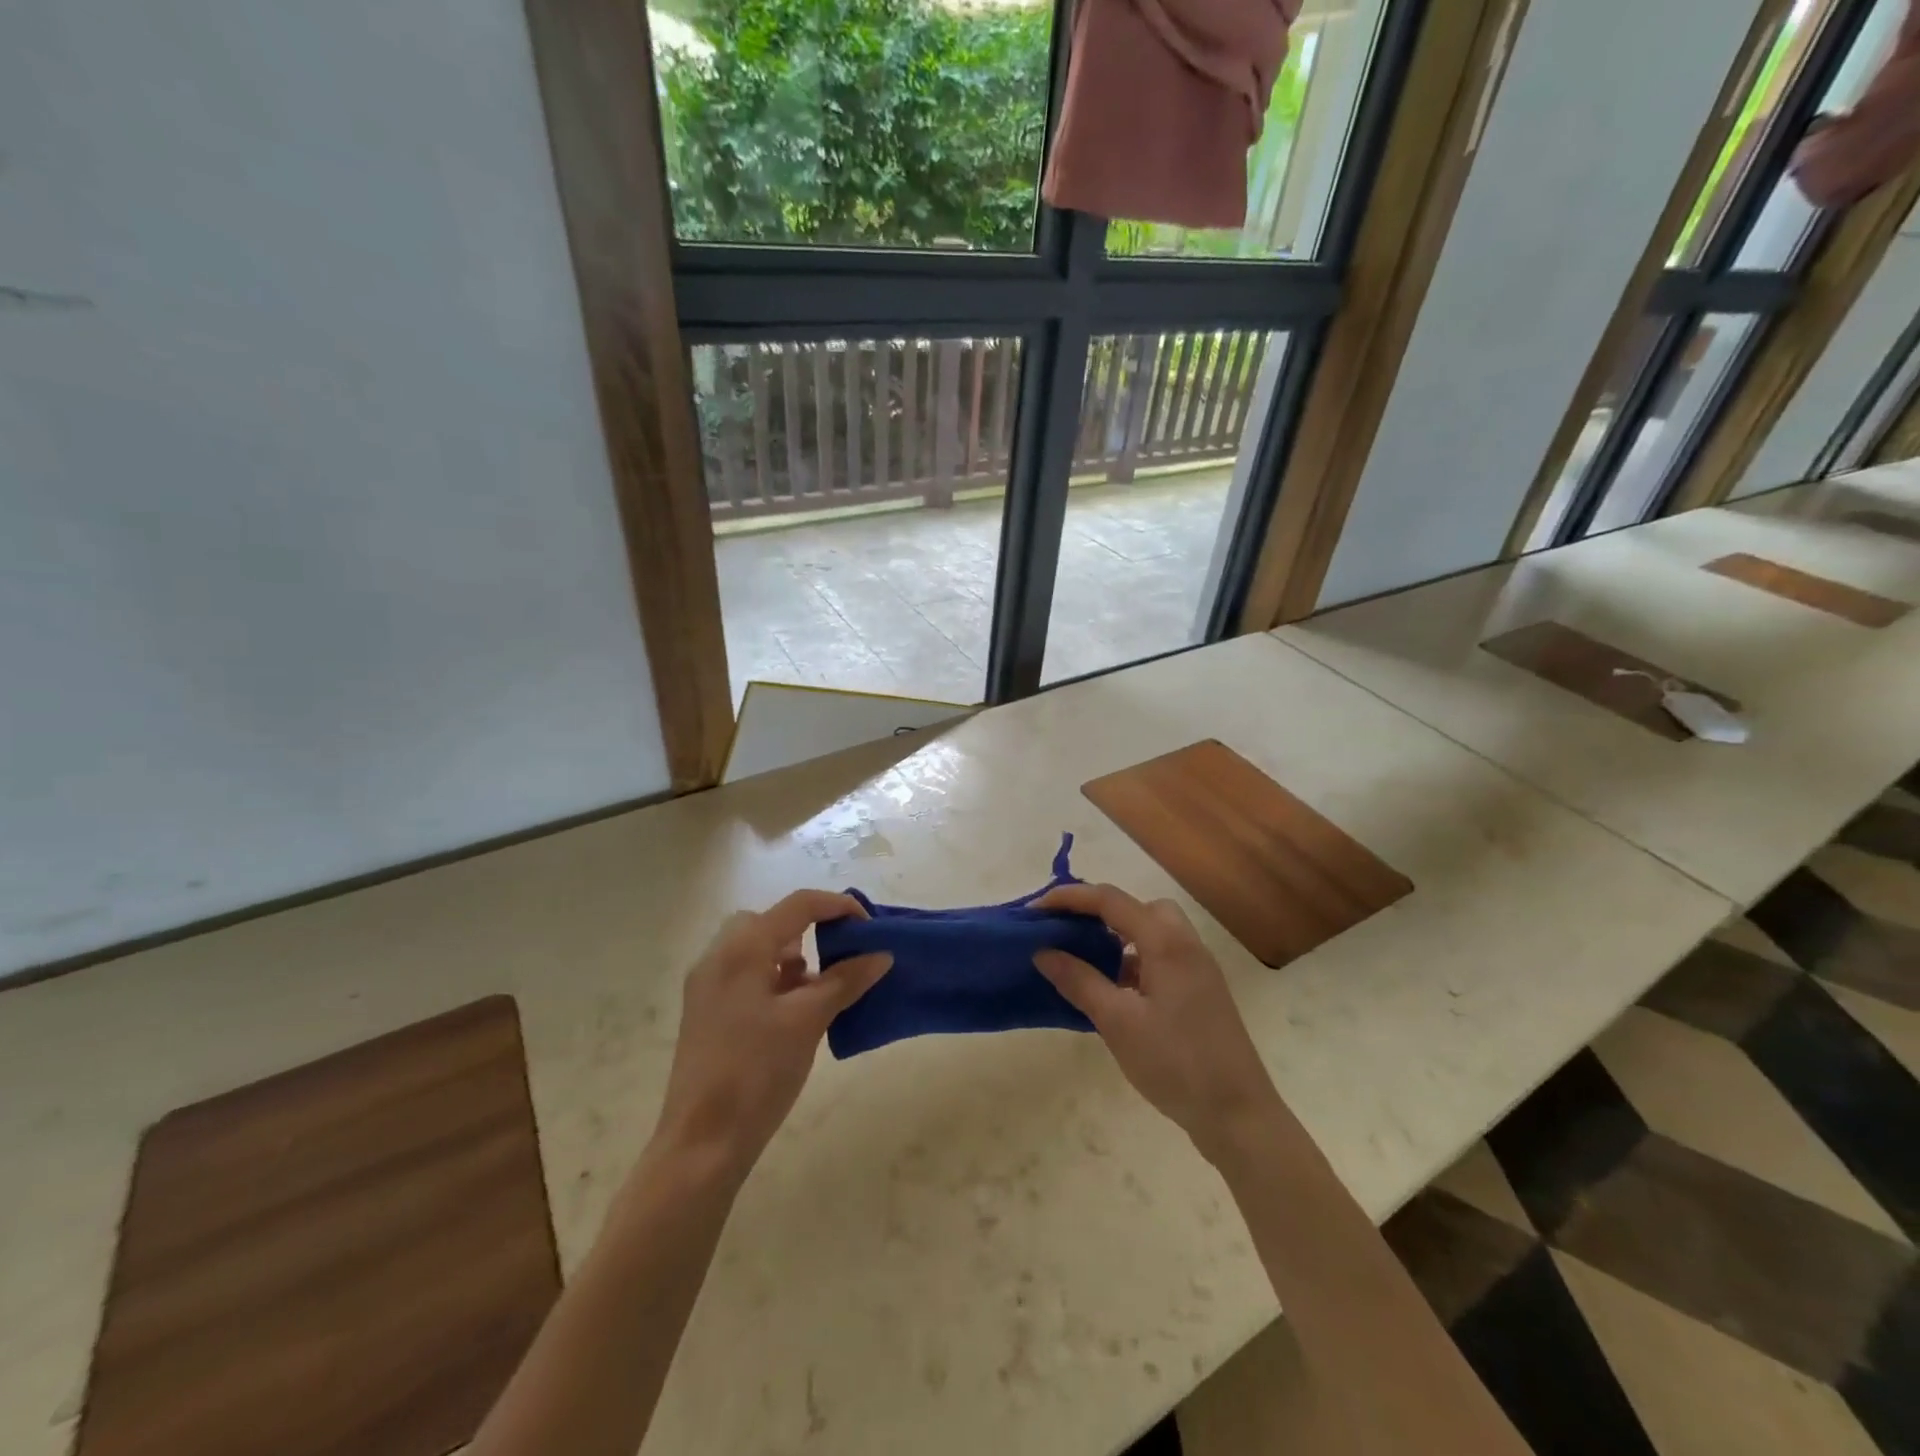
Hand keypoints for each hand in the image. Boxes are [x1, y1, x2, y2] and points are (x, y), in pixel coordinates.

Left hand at [652, 891, 891, 1183]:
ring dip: (791, 955)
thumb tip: (881, 955)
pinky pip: (746, 974)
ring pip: (757, 948)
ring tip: (820, 988)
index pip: (798, 905)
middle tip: (838, 955)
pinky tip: (794, 1011)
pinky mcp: (706, 1011)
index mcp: (742, 949)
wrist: (702, 1143)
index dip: (838, 906)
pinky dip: (774, 978)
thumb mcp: (808, 1020)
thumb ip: (846, 980)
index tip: (870, 927)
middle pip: (771, 921)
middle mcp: (719, 956)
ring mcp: (708, 985)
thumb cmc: (757, 1072)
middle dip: (809, 929)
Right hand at [1032, 883, 1281, 1166]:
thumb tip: (1043, 951)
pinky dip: (1133, 961)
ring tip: (1083, 961)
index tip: (1034, 911)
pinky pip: (1160, 958)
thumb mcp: (1117, 1022)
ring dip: (1117, 937)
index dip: (1069, 899)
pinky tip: (1112, 992)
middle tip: (1066, 931)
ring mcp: (1197, 969)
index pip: (1111, 900)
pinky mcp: (1200, 992)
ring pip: (1152, 933)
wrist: (1238, 1115)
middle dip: (1099, 911)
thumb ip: (1079, 981)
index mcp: (1166, 943)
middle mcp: (1185, 945)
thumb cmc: (1175, 1063)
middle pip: (1138, 907)